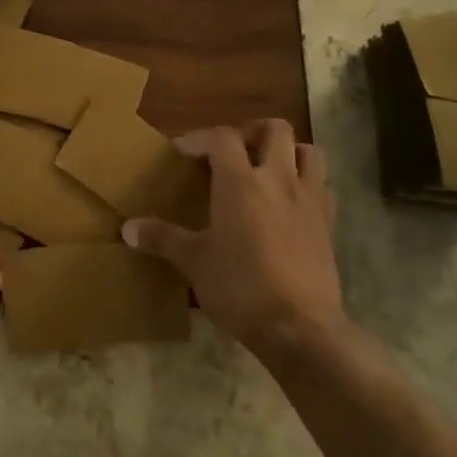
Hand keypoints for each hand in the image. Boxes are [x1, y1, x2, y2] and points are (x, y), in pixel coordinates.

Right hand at [122, 120, 347, 367]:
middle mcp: (278, 180)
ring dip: (289, 152)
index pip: (222, 137)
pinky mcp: (329, 224)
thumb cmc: (240, 287)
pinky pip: (323, 187)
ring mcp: (309, 200)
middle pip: (275, 130)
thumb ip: (162, 239)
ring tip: (268, 169)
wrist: (299, 326)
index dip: (200, 138)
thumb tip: (127, 229)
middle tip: (233, 152)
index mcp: (240, 182)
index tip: (182, 152)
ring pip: (310, 152)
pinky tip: (291, 204)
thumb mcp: (194, 262)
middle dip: (252, 132)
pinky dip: (308, 185)